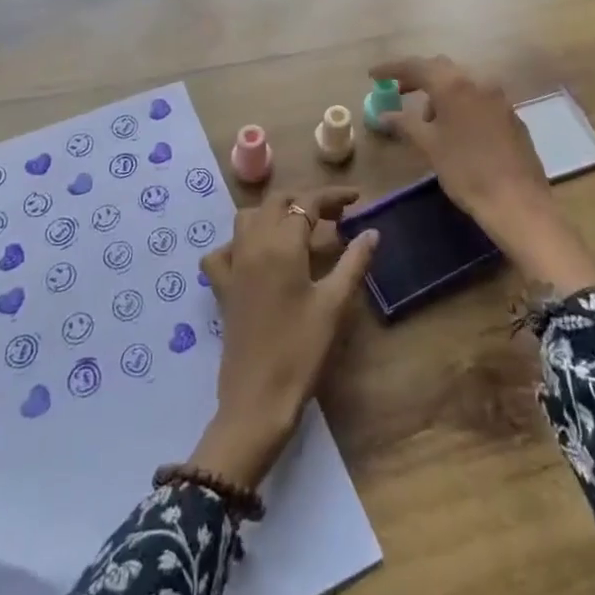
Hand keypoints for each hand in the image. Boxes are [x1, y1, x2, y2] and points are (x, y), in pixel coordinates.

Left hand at [189, 186, 378, 487]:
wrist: (258, 398)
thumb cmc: (302, 350)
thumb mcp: (335, 305)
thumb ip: (354, 262)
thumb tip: (372, 232)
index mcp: (281, 244)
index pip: (307, 203)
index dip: (333, 196)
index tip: (357, 199)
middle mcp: (252, 245)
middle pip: (277, 202)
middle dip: (305, 201)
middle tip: (334, 216)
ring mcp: (233, 265)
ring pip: (249, 218)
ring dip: (275, 213)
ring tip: (300, 229)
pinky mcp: (222, 287)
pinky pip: (224, 250)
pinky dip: (241, 242)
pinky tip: (257, 256)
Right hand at [370, 55, 594, 294]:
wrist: (517, 201)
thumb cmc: (466, 171)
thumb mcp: (429, 146)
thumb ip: (404, 123)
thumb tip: (383, 114)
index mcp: (454, 85)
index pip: (416, 65)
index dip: (392, 68)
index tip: (373, 75)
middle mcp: (478, 81)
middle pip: (441, 68)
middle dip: (417, 78)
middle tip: (397, 92)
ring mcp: (498, 96)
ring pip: (461, 82)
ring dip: (439, 92)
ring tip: (425, 120)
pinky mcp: (510, 113)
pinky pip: (478, 97)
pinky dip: (459, 103)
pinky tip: (454, 128)